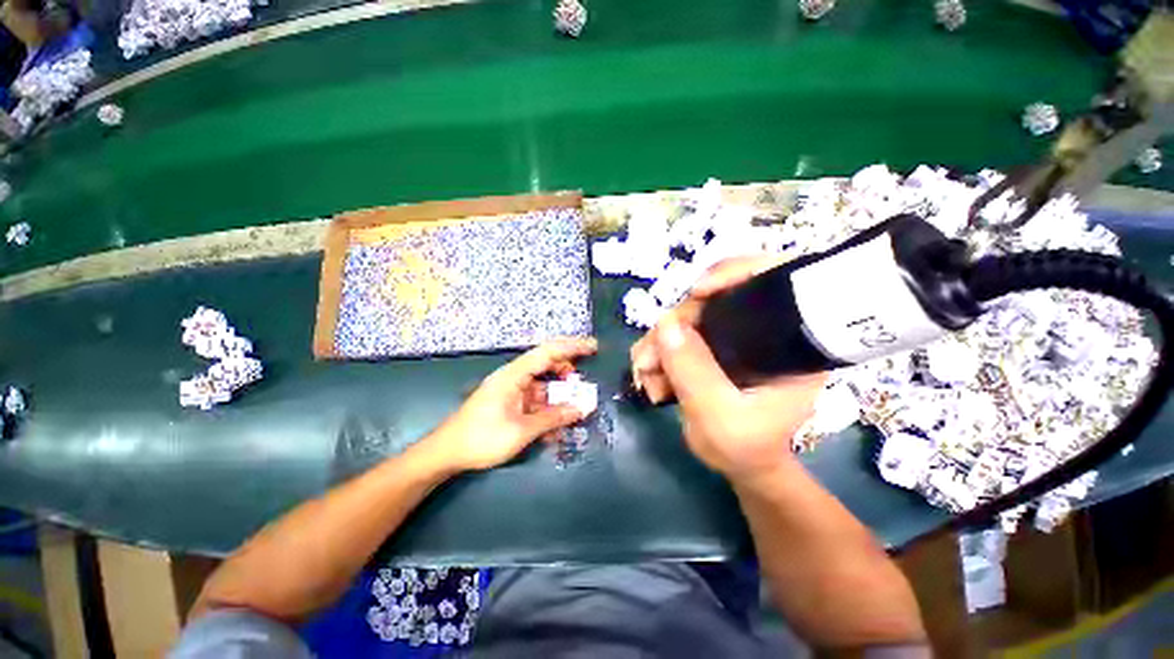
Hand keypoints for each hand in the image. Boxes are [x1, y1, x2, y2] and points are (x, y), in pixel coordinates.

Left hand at [431, 338, 597, 471]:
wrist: (447, 453)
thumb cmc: (483, 437)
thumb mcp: (522, 430)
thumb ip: (554, 418)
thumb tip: (581, 409)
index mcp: (514, 375)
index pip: (548, 352)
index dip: (572, 347)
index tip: (593, 347)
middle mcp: (514, 377)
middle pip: (547, 365)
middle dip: (568, 372)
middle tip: (585, 383)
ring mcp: (512, 390)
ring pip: (543, 386)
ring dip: (559, 396)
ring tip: (575, 408)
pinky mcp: (510, 403)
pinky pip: (535, 401)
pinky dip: (548, 410)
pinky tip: (556, 427)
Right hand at [634, 257, 825, 480]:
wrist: (741, 463)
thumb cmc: (744, 447)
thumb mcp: (718, 416)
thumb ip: (693, 372)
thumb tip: (665, 324)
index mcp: (789, 342)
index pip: (774, 280)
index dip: (737, 271)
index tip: (697, 292)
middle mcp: (763, 329)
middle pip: (716, 298)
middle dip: (675, 323)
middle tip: (648, 357)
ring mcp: (735, 335)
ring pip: (691, 315)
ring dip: (660, 339)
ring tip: (644, 371)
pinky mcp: (714, 344)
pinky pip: (681, 331)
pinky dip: (660, 347)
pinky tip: (650, 370)